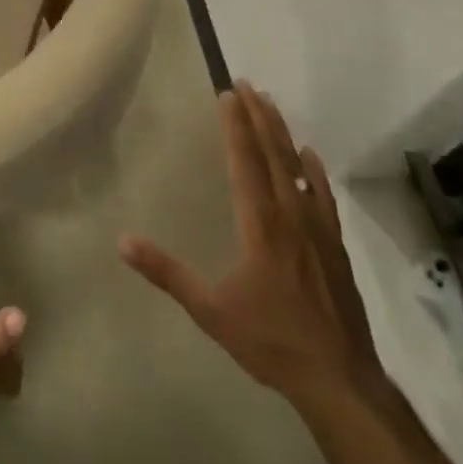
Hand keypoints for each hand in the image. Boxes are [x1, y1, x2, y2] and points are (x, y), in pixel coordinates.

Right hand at [120, 84, 382, 423]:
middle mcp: (289, 214)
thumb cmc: (271, 341)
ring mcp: (317, 227)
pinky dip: (314, 169)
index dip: (235, 125)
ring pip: (297, 166)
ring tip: (271, 103)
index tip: (228, 94)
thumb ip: (167, 272)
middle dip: (258, 115)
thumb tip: (123, 240)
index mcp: (259, 223)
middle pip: (272, 153)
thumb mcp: (210, 311)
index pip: (244, 161)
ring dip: (282, 132)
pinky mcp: (335, 244)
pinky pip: (323, 194)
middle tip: (247, 83)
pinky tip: (310, 155)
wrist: (339, 380)